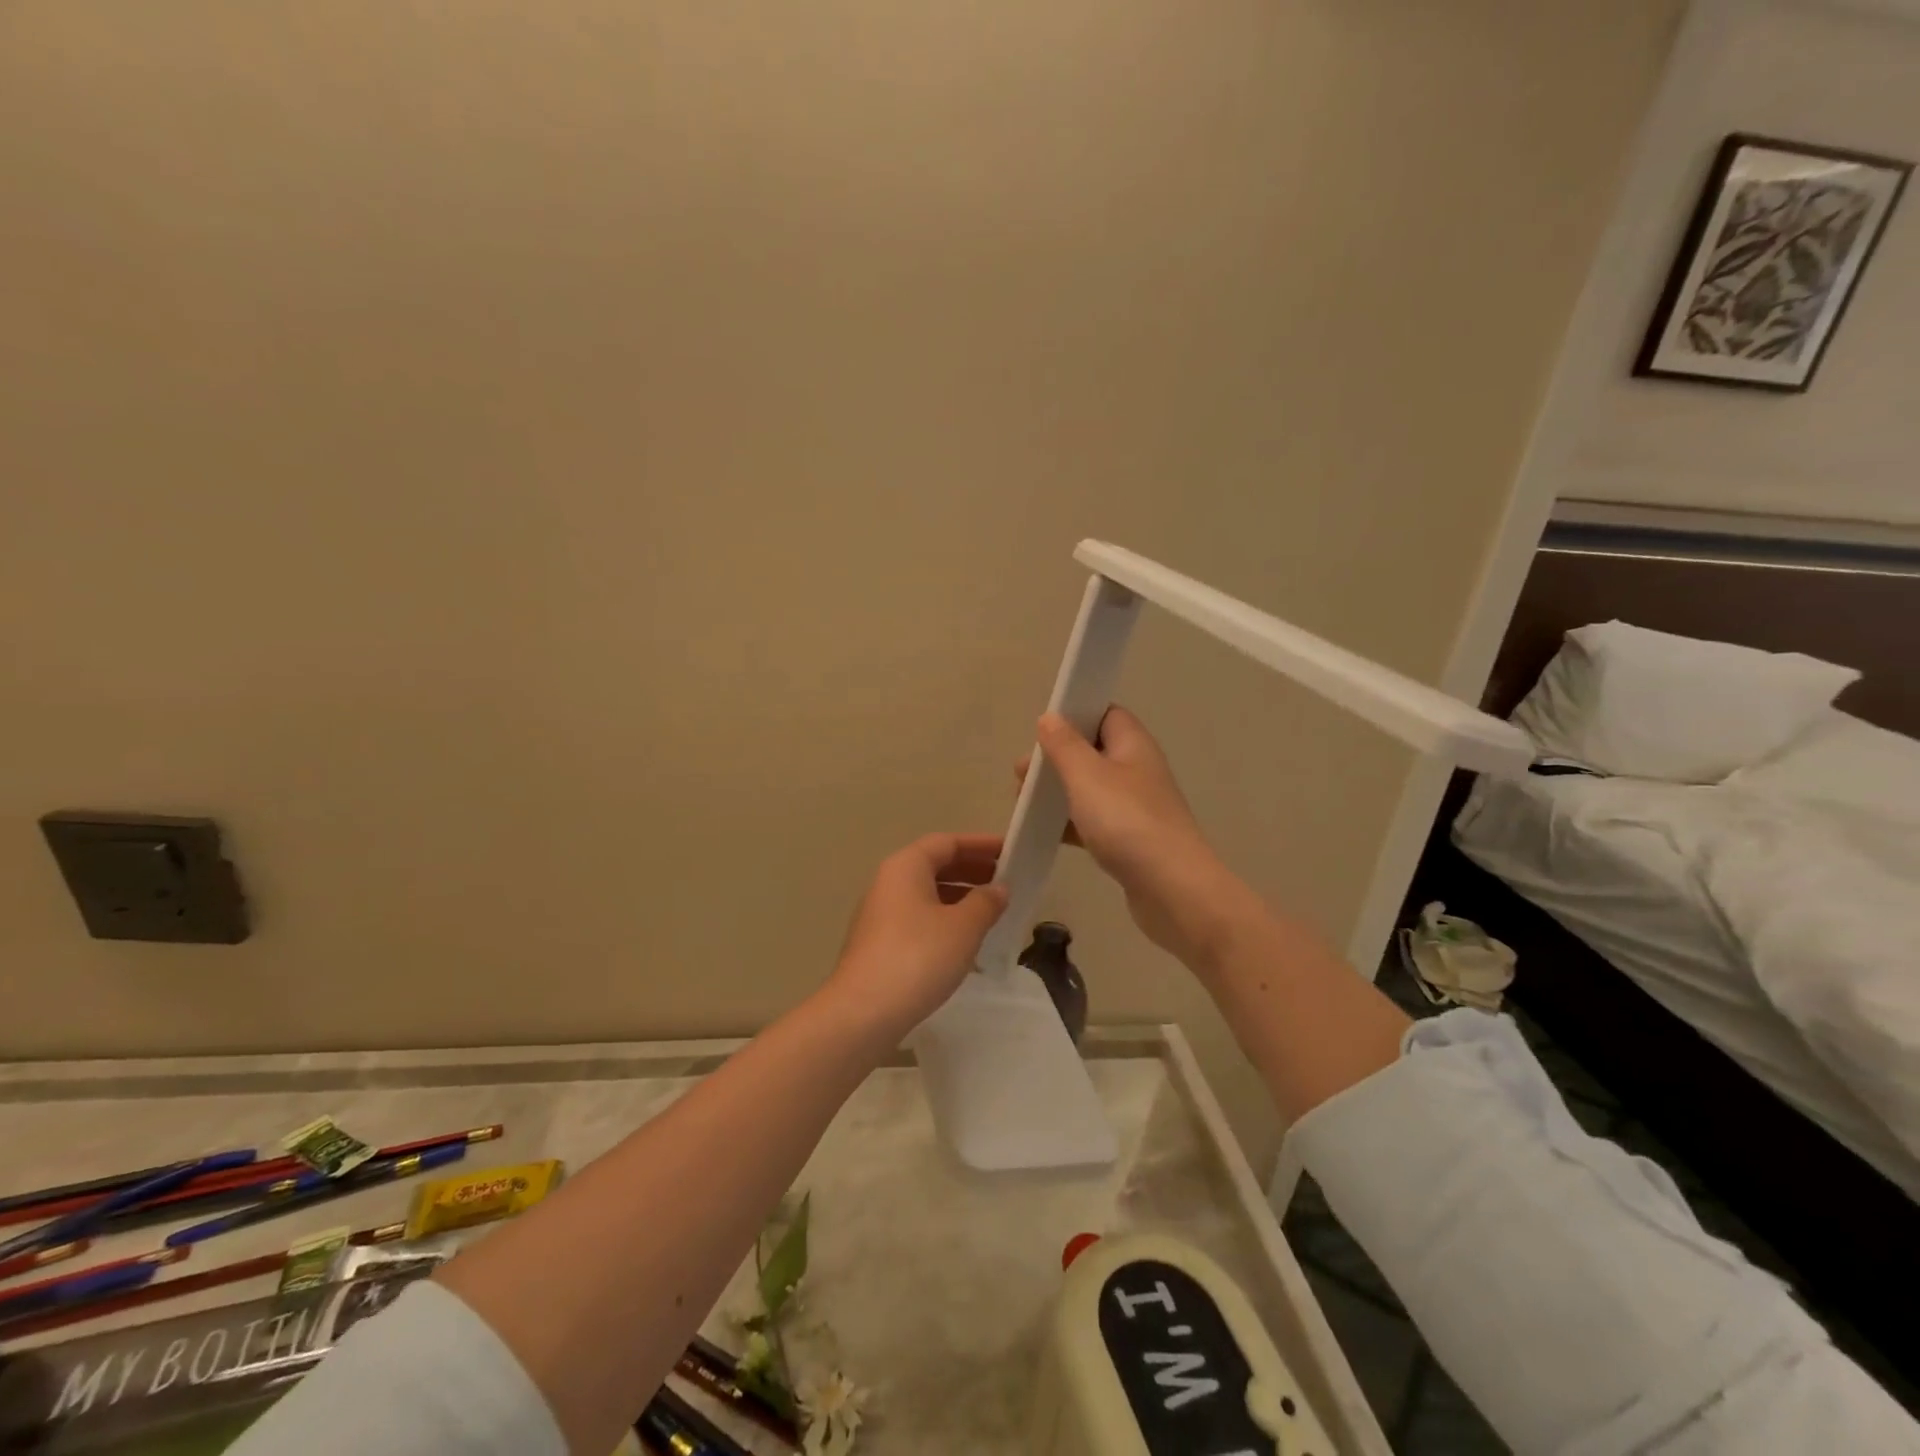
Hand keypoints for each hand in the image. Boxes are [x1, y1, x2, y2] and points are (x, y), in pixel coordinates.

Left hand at [821, 833, 1008, 1040]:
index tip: (1011, 851)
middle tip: (1007, 880)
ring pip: (927, 894)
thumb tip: (998, 888)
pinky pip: (919, 918)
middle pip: (935, 865)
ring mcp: (881, 914)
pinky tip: (966, 941)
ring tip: (993, 911)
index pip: (947, 842)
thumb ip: (986, 902)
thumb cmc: (918, 957)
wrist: (864, 1012)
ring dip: (960, 897)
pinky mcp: (880, 944)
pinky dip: (945, 919)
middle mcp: (889, 883)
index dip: (981, 844)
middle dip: (972, 870)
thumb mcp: (963, 928)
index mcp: (906, 866)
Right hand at [1019, 708, 1260, 973]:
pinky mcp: (1130, 840)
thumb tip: (1050, 717)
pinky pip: (1094, 822)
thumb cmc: (1126, 822)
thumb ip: (1064, 745)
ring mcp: (1136, 807)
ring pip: (1090, 789)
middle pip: (1093, 752)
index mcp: (1133, 745)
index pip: (1105, 714)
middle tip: (1021, 776)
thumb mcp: (1086, 776)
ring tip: (1023, 803)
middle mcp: (1137, 770)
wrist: (1172, 889)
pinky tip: (1044, 834)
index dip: (1075, 716)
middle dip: (1056, 759)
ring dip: (1058, 793)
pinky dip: (1069, 824)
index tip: (1041, 732)